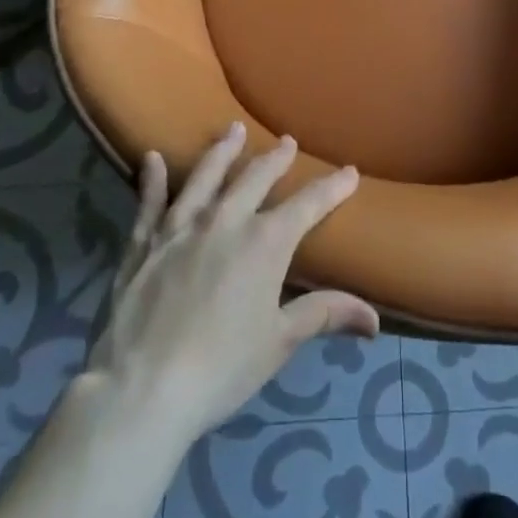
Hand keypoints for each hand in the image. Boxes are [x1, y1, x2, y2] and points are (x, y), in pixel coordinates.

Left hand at [85, 123, 378, 442]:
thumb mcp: (280, 342)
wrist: (143, 389)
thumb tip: (375, 318)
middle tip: (287, 141)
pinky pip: (149, 202)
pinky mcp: (144, 243)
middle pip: (256, 178)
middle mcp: (225, 221)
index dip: (332, 187)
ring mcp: (181, 227)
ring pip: (206, 176)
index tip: (350, 171)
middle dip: (276, 158)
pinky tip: (151, 158)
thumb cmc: (222, 367)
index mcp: (265, 242)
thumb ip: (324, 315)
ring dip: (222, 151)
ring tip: (232, 128)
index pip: (308, 204)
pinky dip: (151, 179)